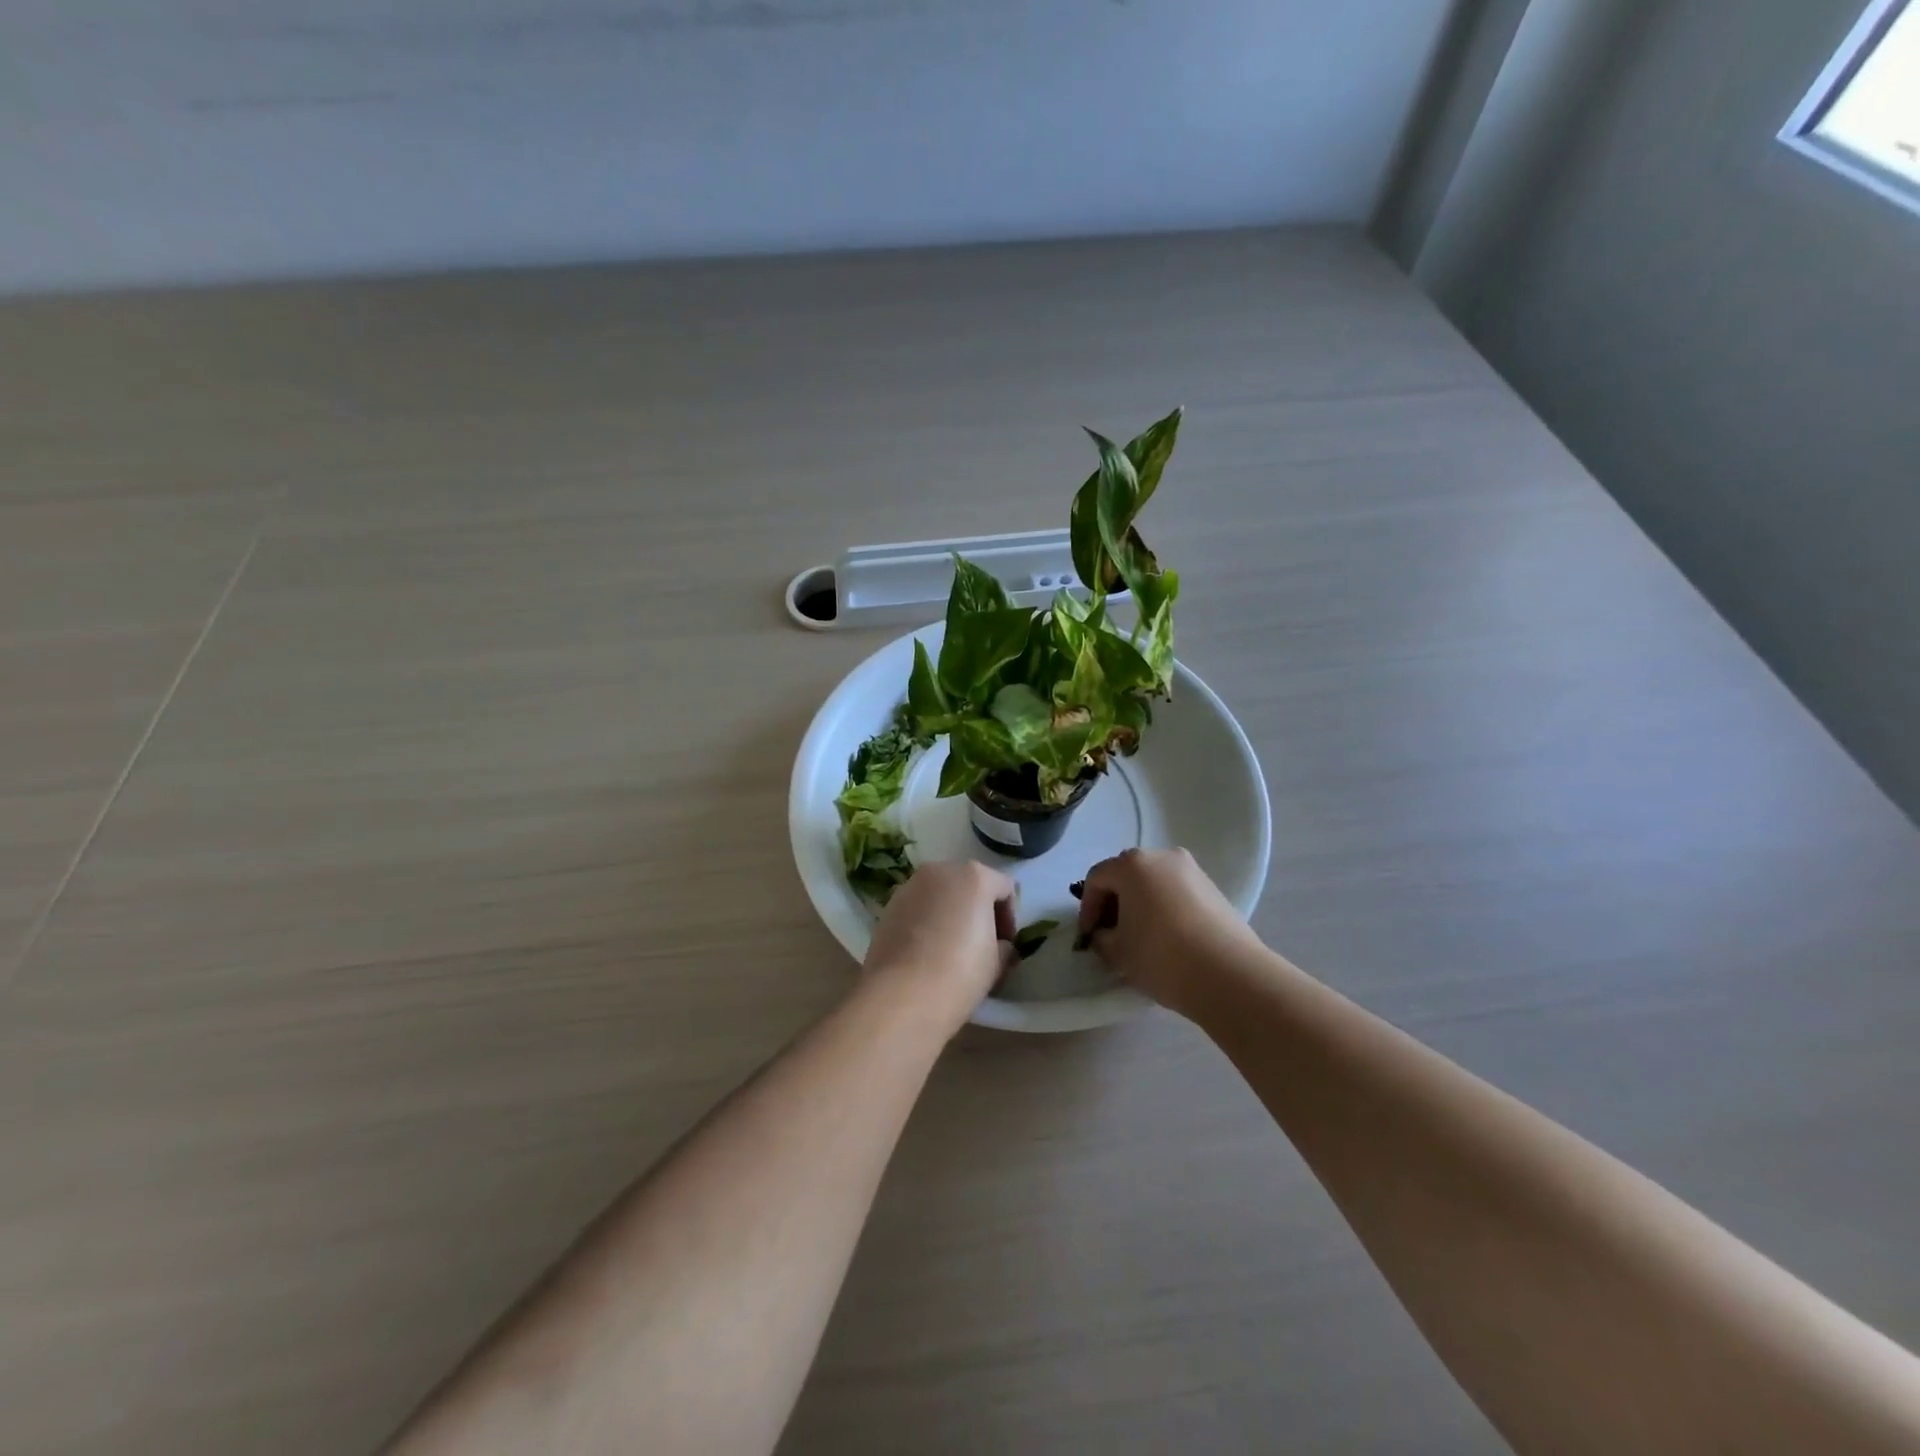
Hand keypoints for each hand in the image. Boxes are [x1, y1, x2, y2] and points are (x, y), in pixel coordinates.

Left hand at [862, 861, 1017, 1033]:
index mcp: (974, 877)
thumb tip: (999, 946)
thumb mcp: (997, 963)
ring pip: (940, 894)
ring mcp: (910, 886)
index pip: (1005, 889)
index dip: (1009, 918)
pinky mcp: (888, 906)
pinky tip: (926, 951)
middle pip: (969, 884)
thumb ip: (1003, 945)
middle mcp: (940, 871)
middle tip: (981, 944)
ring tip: (950, 948)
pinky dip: (926, 921)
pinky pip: (917, 907)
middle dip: (978, 910)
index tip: (1005, 945)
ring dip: (950, 913)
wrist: (901, 995)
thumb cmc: (959, 973)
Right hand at [1076, 848, 1264, 1017]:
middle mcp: (1163, 857)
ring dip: (1140, 904)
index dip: (1087, 908)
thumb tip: (1105, 934)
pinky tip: (1166, 938)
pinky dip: (1164, 908)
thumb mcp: (1117, 952)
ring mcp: (1192, 871)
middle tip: (1111, 934)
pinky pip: (1176, 892)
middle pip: (1126, 875)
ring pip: (1153, 882)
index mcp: (1132, 864)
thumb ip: (1101, 938)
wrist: (1230, 975)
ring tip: (1139, 938)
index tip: (1089, 937)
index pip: (1097, 879)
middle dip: (1114, 903)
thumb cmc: (1162, 956)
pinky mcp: (1214, 889)